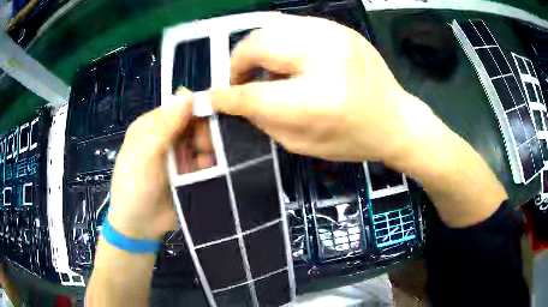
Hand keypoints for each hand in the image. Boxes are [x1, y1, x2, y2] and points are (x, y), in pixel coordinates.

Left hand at [108, 88, 210, 240]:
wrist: (139, 226)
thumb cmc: (135, 186)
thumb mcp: (145, 154)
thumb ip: (166, 125)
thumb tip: (188, 92)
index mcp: (152, 126)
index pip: (179, 107)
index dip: (197, 109)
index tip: (213, 118)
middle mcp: (167, 137)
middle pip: (195, 125)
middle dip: (204, 134)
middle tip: (205, 149)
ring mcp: (180, 156)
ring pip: (204, 143)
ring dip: (210, 151)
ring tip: (207, 165)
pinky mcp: (190, 174)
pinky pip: (207, 163)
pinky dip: (211, 166)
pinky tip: (212, 173)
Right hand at [210, 14, 429, 164]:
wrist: (396, 120)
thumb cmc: (355, 139)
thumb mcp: (305, 144)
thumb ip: (265, 120)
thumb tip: (238, 100)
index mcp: (318, 99)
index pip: (254, 93)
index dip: (228, 96)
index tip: (214, 98)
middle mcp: (325, 56)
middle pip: (258, 45)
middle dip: (238, 63)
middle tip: (240, 80)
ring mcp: (334, 35)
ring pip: (271, 28)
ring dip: (257, 49)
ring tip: (263, 68)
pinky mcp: (339, 28)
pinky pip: (292, 25)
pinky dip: (278, 40)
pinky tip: (285, 57)